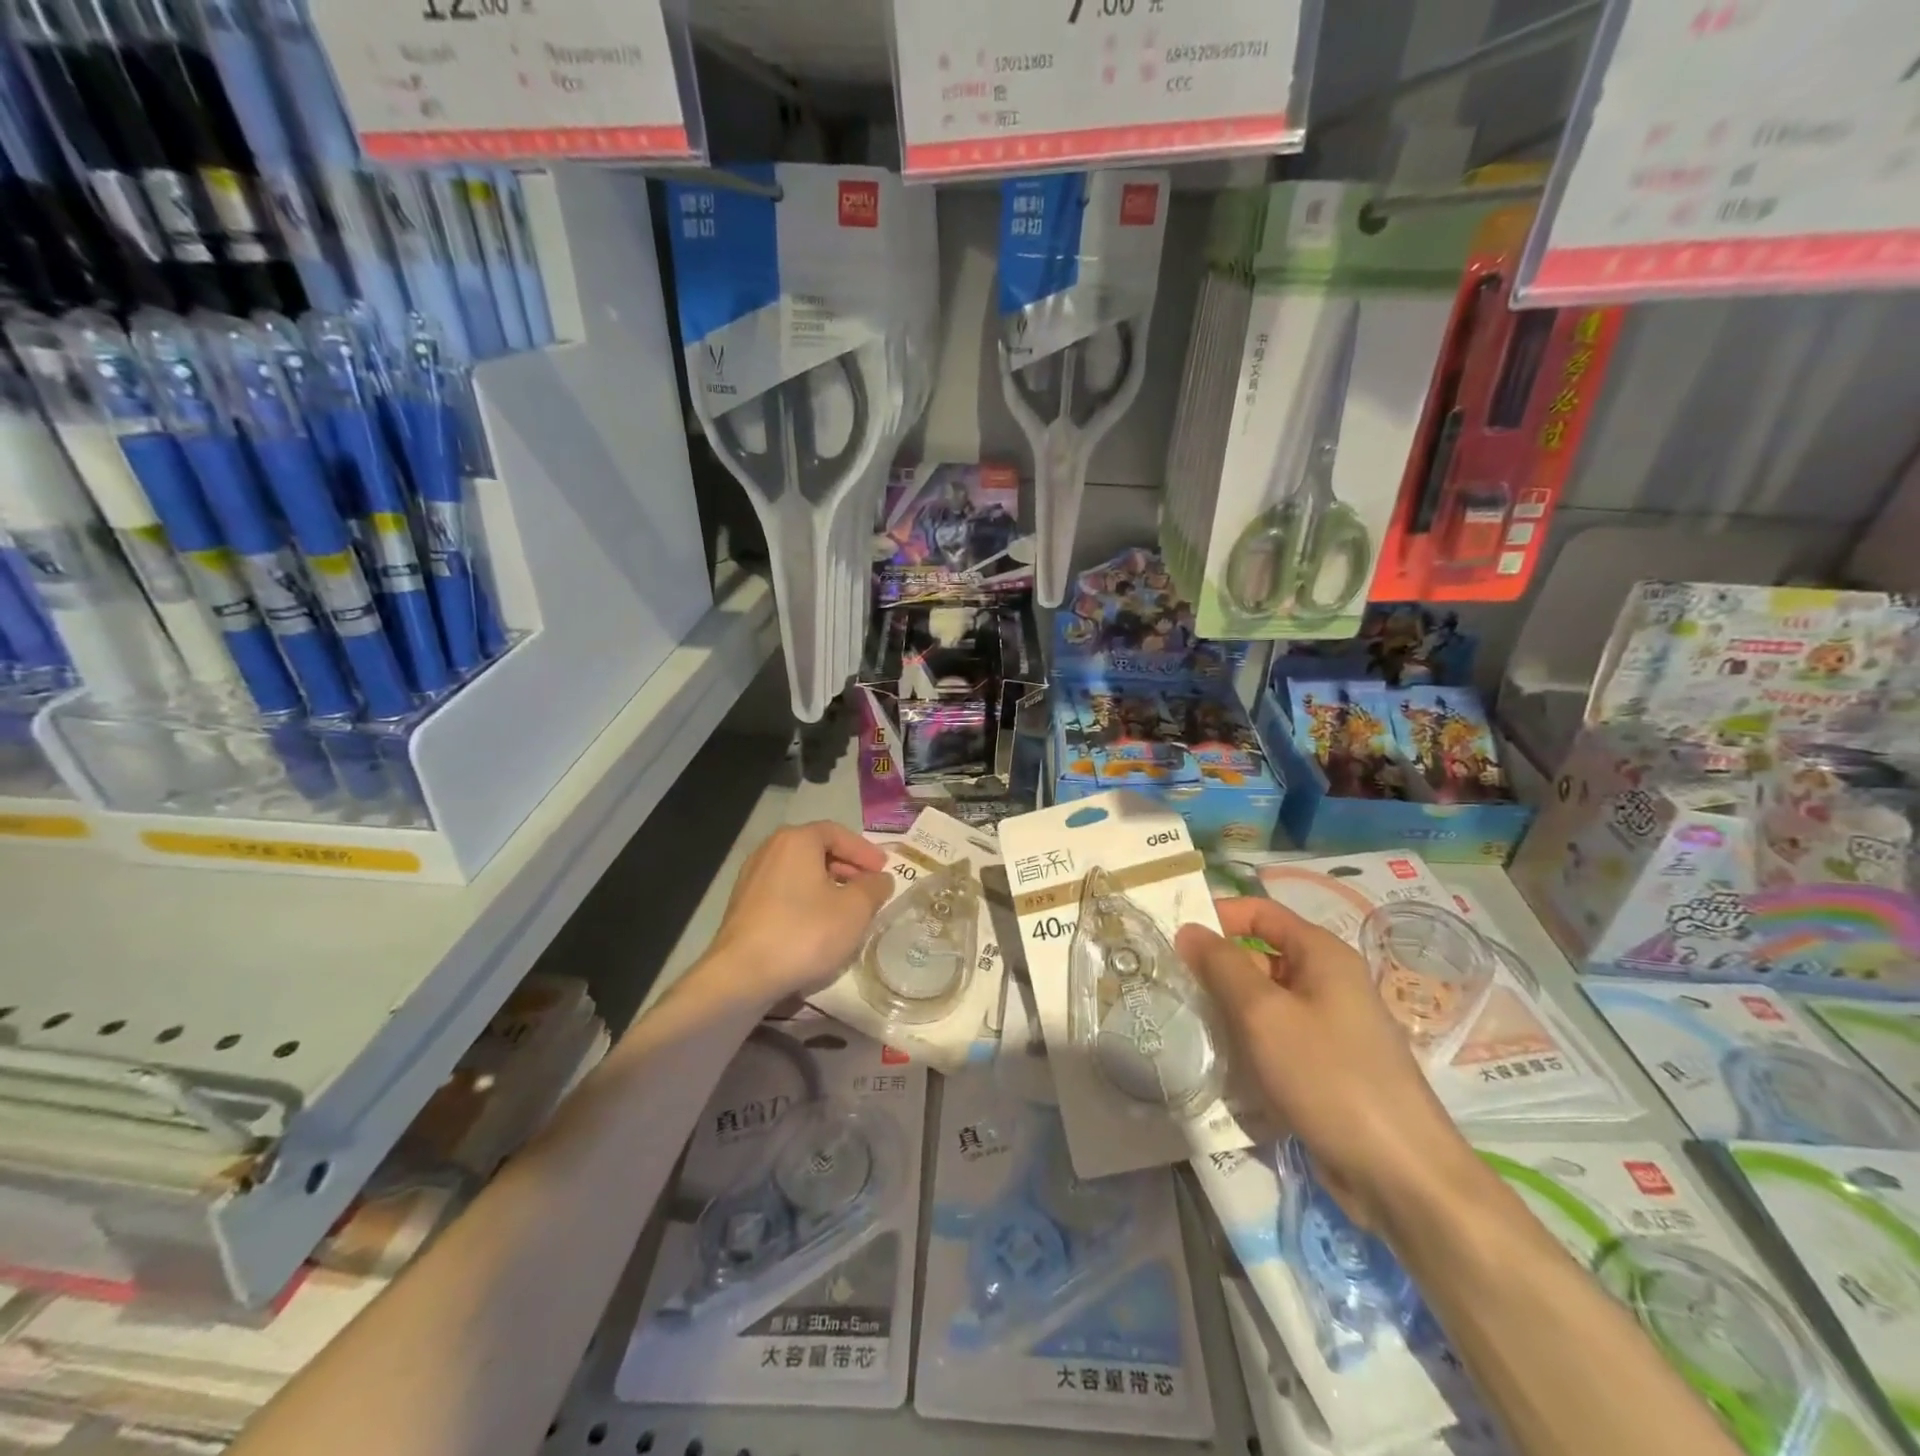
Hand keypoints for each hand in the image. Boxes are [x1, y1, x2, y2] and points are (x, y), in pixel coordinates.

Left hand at [703, 822, 893, 1008]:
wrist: (741, 976)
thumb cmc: (805, 933)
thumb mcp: (855, 910)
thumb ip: (874, 888)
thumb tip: (880, 879)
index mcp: (796, 840)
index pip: (837, 833)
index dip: (864, 850)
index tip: (884, 870)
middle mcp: (770, 850)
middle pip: (816, 850)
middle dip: (847, 867)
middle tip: (869, 888)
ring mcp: (752, 878)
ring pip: (799, 873)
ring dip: (827, 886)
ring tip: (848, 909)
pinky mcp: (742, 907)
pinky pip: (784, 892)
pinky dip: (806, 900)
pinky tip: (819, 926)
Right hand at [1177, 897, 1479, 1232]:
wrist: (1400, 1175)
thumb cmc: (1330, 1077)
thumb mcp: (1264, 1014)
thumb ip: (1221, 966)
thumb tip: (1189, 930)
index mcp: (1322, 955)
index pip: (1260, 912)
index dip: (1218, 916)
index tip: (1174, 937)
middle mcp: (1329, 982)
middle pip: (1261, 957)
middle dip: (1217, 969)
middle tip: (1171, 986)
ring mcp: (1329, 1027)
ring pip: (1264, 1002)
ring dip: (1228, 1010)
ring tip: (1187, 1024)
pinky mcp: (1325, 1067)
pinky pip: (1276, 1038)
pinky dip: (1248, 1044)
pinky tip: (1220, 1063)